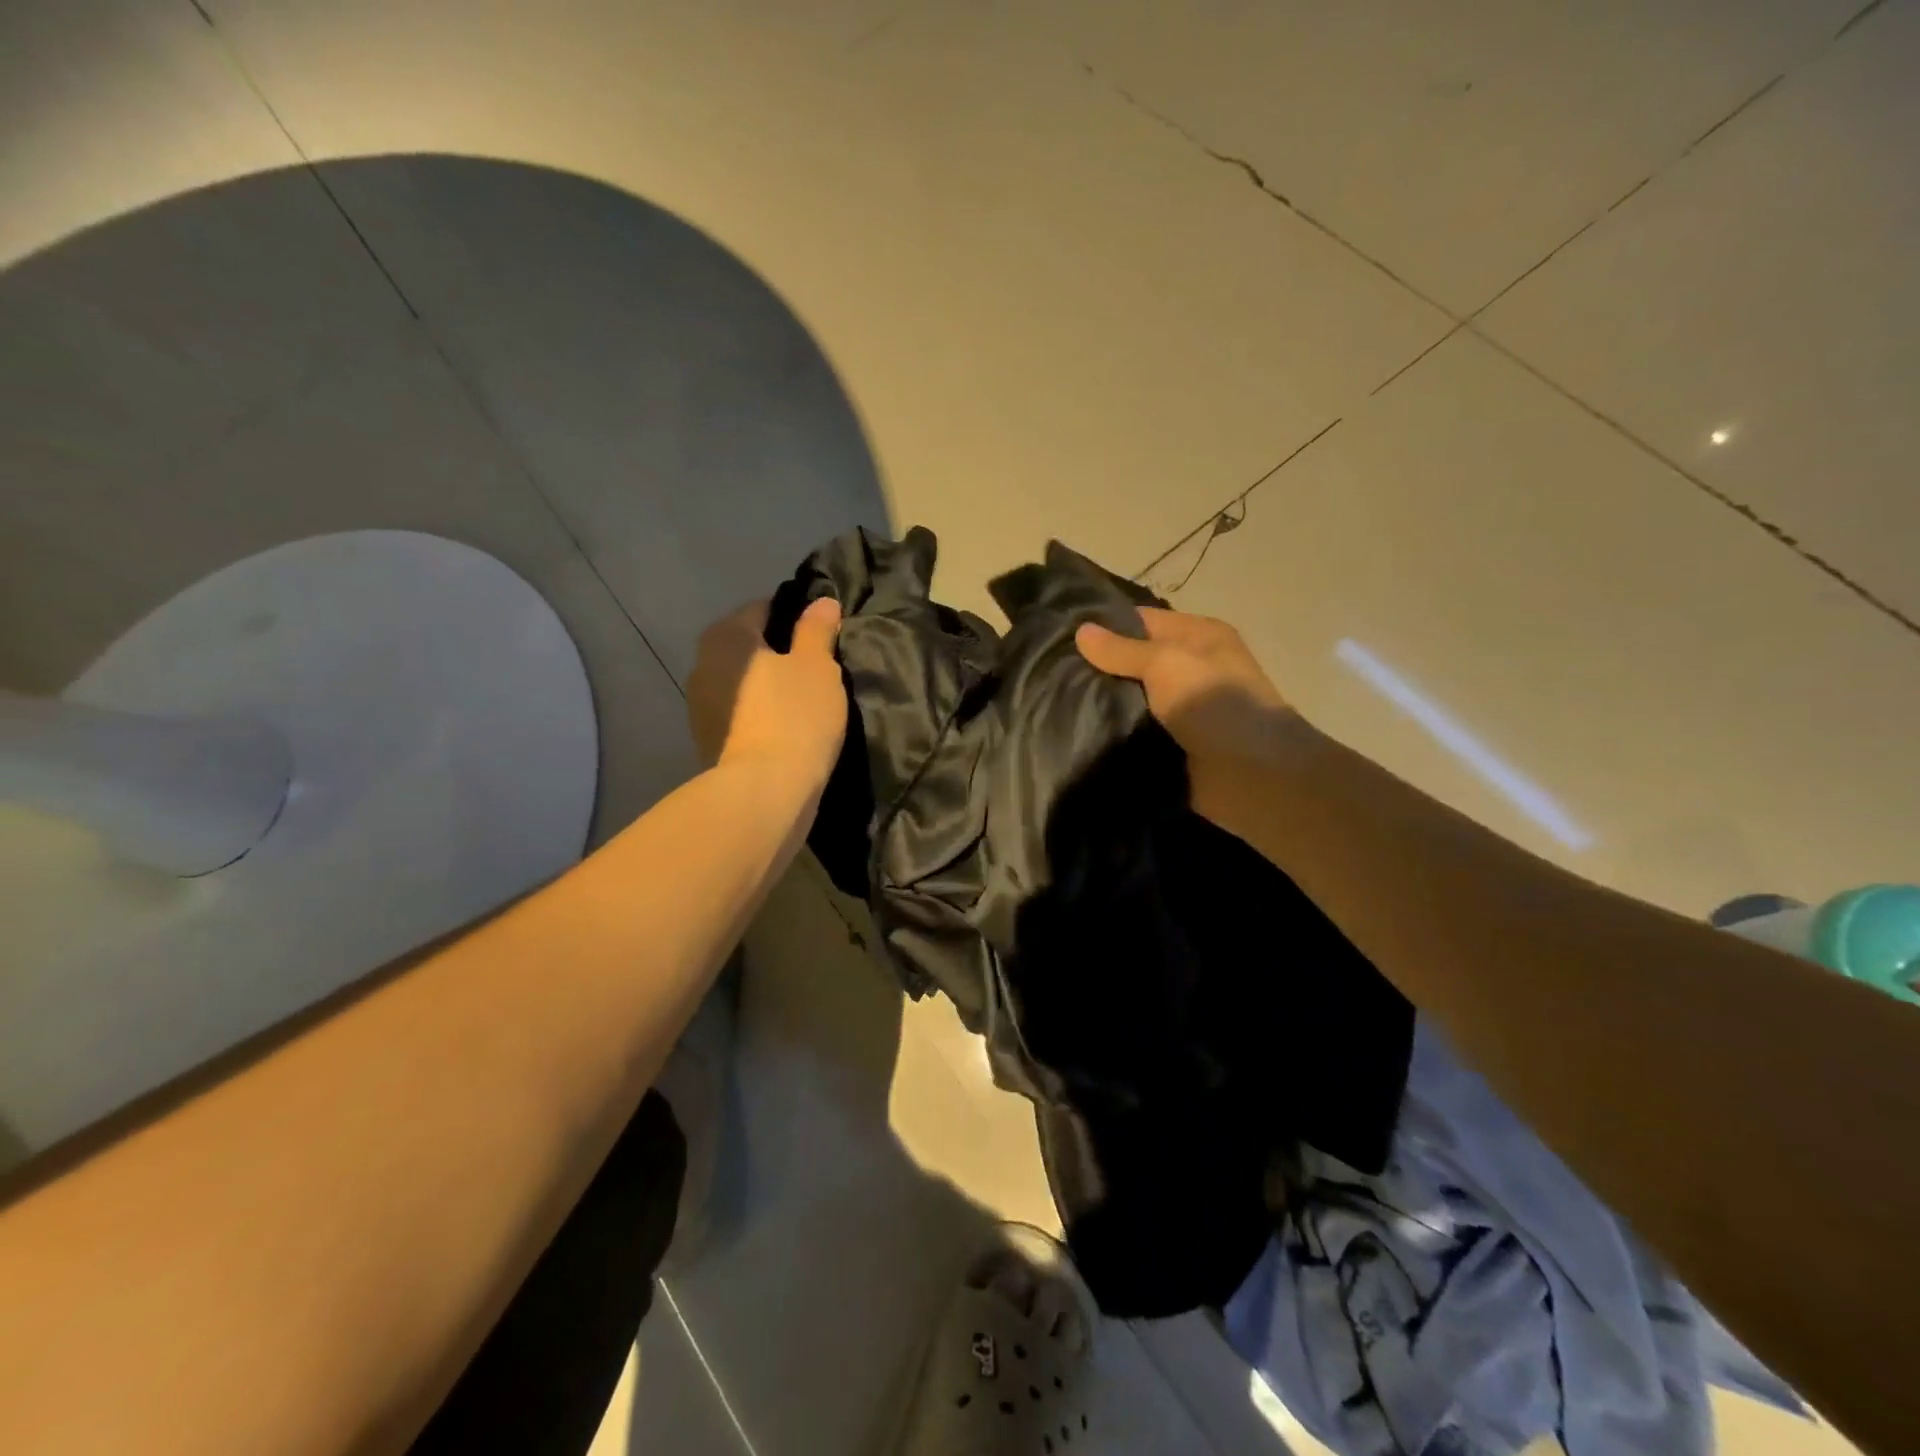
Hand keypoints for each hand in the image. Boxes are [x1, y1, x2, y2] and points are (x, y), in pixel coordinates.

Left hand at [687, 598, 845, 787]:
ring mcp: (700, 706)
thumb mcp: (817, 665)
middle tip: (818, 669)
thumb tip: (822, 602)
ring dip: (768, 687)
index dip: (796, 617)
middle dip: (779, 653)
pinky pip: (740, 714)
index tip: (822, 635)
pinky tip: (787, 728)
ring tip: (805, 701)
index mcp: (726, 636)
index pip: (764, 608)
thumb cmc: (795, 716)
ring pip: (744, 683)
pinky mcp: (707, 741)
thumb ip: (817, 629)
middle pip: (749, 647)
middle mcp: (702, 663)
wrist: (765, 791)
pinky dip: (760, 715)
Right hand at [1076, 607, 1295, 830]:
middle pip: (1134, 662)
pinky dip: (1113, 735)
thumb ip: (1122, 650)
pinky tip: (1075, 733)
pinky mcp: (1172, 746)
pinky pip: (1135, 734)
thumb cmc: (1214, 704)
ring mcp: (1182, 712)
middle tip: (1049, 671)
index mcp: (1198, 637)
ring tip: (1054, 700)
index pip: (1142, 621)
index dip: (1104, 625)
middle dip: (1097, 668)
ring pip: (1131, 700)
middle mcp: (1191, 670)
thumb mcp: (1166, 663)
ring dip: (1102, 704)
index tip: (1060, 634)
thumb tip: (1081, 631)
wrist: (1253, 776)